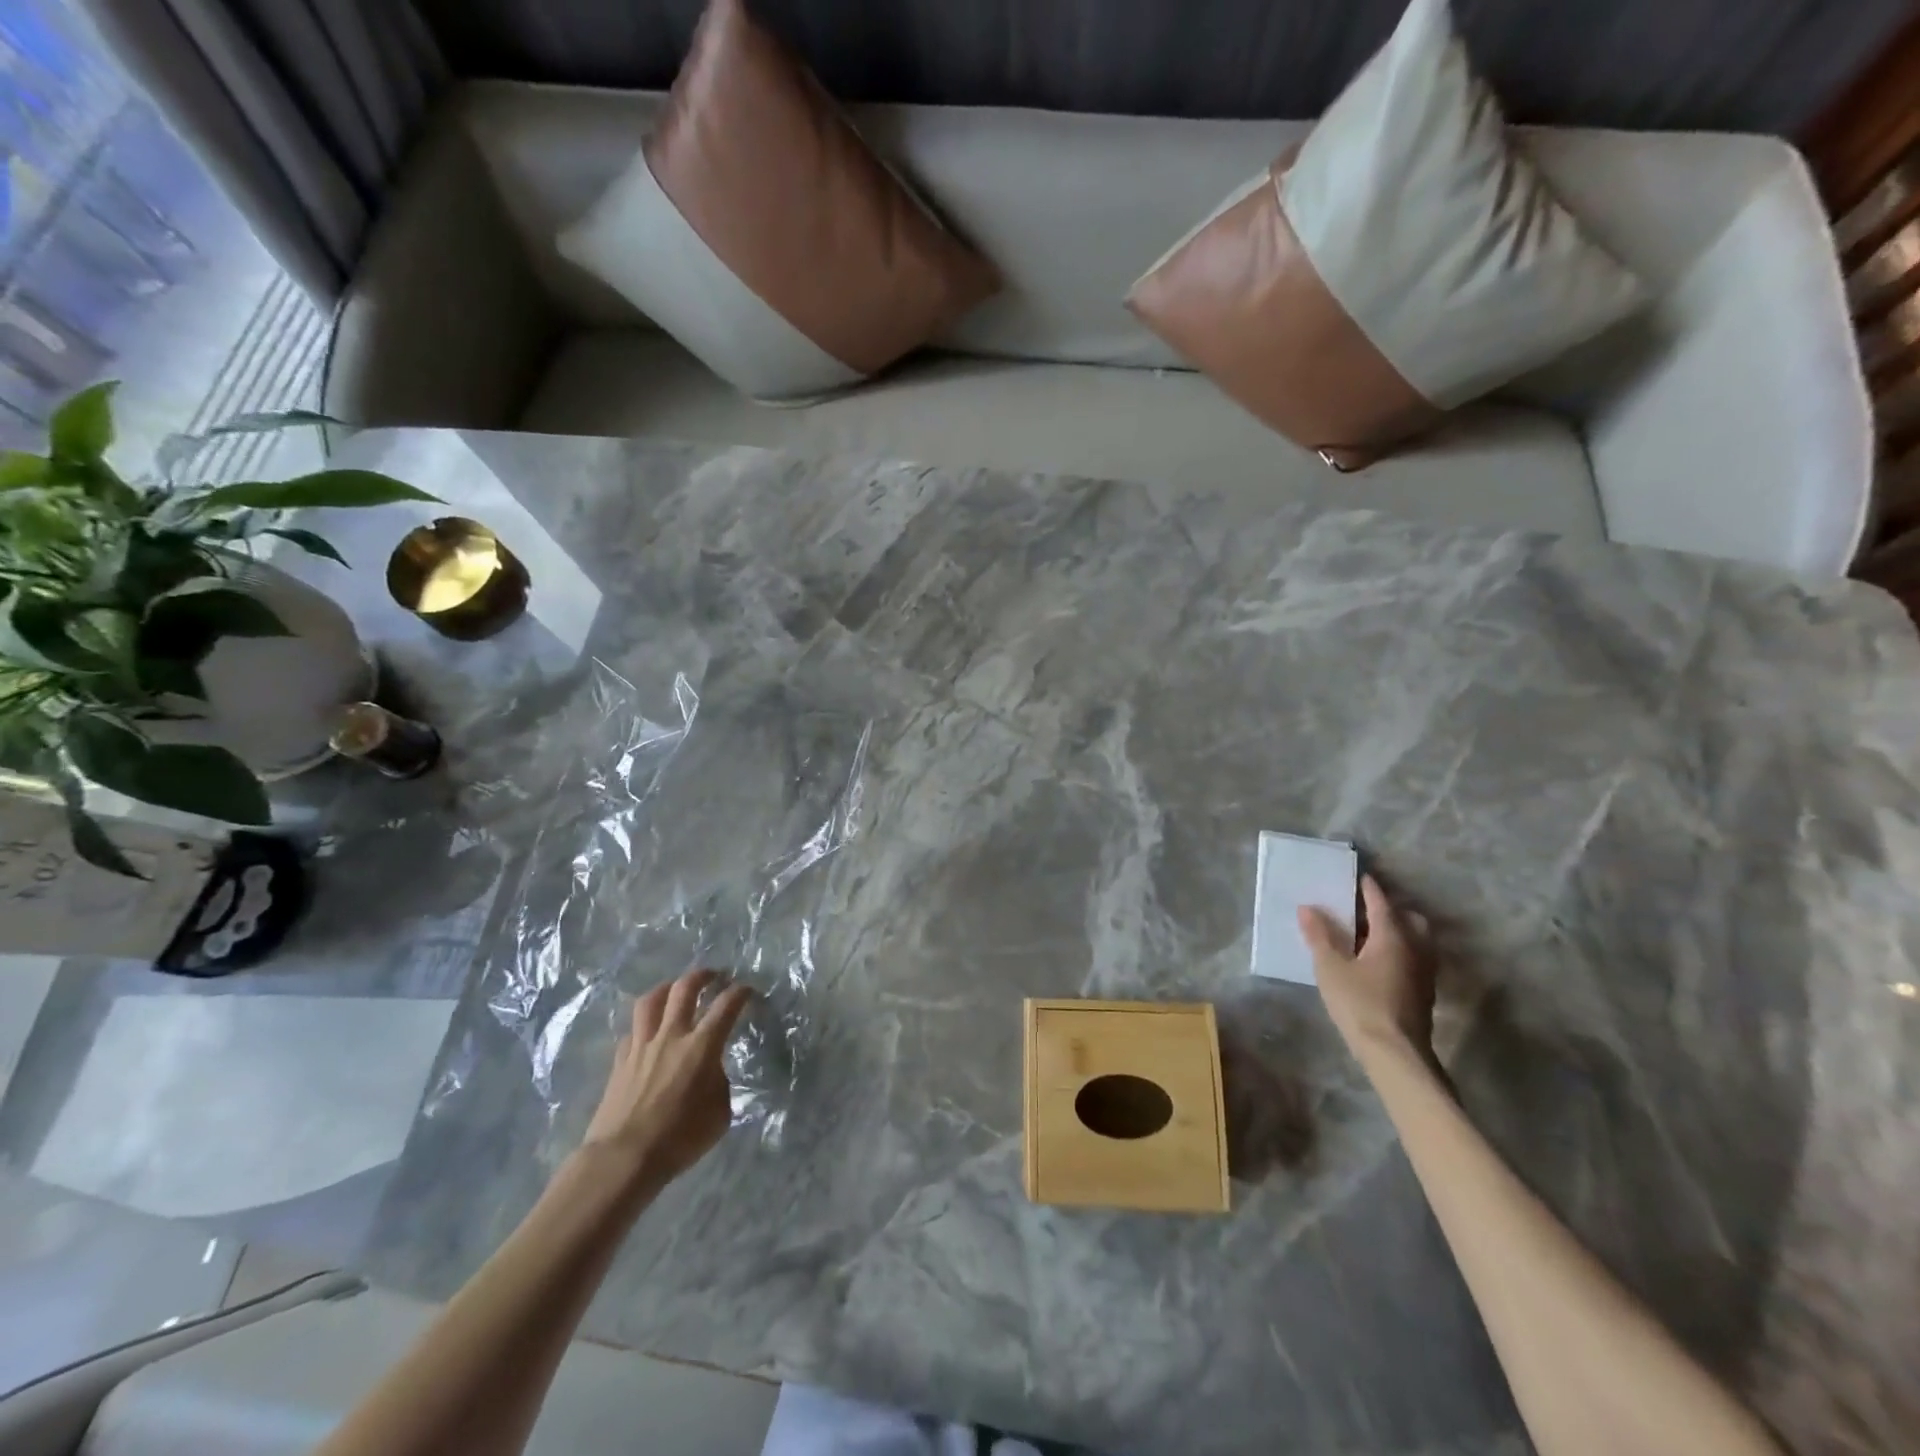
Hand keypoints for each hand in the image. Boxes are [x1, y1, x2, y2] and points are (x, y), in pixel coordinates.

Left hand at [580, 968, 752, 1188]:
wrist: (624, 1158)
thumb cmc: (680, 1138)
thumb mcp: (720, 1113)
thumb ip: (719, 1084)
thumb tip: (710, 1073)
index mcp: (703, 1046)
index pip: (727, 1005)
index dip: (740, 992)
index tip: (747, 990)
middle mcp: (672, 1036)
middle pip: (685, 989)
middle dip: (702, 976)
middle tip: (713, 975)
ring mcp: (642, 1046)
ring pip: (651, 1001)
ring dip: (667, 988)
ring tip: (675, 989)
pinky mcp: (620, 1061)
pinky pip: (632, 1031)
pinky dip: (643, 1026)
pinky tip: (648, 1033)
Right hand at [1298, 875, 1434, 1060]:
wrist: (1395, 1054)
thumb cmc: (1360, 1004)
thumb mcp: (1330, 967)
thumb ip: (1320, 935)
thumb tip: (1308, 907)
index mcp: (1393, 936)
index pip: (1380, 902)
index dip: (1368, 888)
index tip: (1358, 876)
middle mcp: (1415, 948)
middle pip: (1409, 919)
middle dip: (1390, 909)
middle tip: (1365, 910)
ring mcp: (1425, 972)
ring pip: (1417, 940)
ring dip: (1398, 932)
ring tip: (1372, 936)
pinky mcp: (1425, 993)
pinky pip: (1416, 958)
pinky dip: (1401, 951)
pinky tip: (1380, 964)